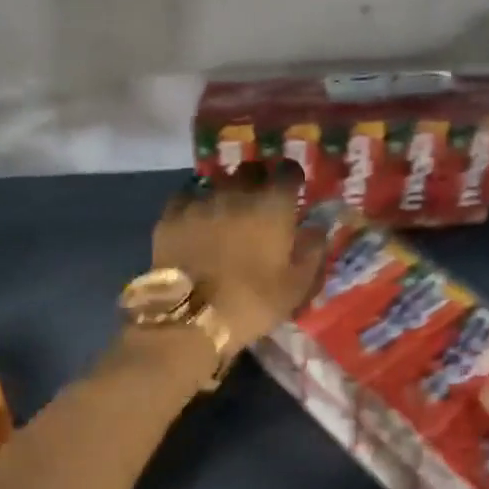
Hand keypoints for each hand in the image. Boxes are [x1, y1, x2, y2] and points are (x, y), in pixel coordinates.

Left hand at [155, 164, 323, 352]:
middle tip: (258, 201)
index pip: (288, 171)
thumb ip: (311, 252)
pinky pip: (187, 198)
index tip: (292, 191)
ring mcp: (200, 201)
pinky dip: (195, 205)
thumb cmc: (251, 304)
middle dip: (258, 180)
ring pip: (217, 183)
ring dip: (226, 193)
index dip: (292, 178)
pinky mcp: (171, 215)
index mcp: (272, 206)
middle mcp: (237, 193)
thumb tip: (317, 229)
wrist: (189, 318)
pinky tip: (196, 221)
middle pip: (250, 170)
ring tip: (225, 214)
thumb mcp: (295, 287)